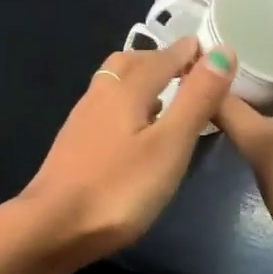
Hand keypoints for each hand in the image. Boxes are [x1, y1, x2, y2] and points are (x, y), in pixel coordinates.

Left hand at [15, 38, 235, 268]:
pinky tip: (138, 130)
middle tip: (187, 68)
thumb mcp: (169, 144)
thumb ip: (196, 99)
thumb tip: (221, 50)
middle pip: (130, 63)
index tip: (209, 48)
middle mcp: (100, 94)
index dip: (187, 52)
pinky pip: (107, 107)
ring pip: (115, 84)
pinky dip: (129, 105)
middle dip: (159, 60)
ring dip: (142, 81)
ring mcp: (83, 118)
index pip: (161, 58)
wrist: (52, 225)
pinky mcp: (75, 142)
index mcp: (124, 88)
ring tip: (169, 97)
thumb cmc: (118, 187)